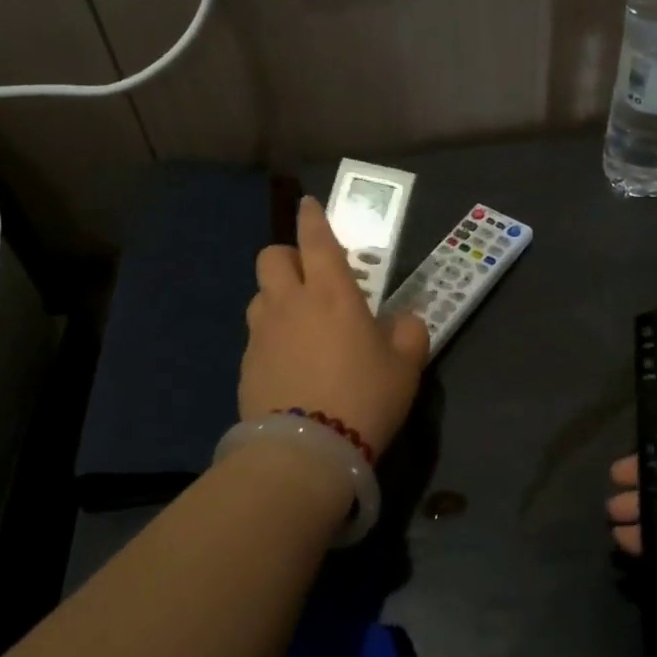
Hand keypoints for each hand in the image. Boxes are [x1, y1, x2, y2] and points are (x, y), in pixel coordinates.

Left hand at [239, 196, 430, 454]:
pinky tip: (290, 365)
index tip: (309, 205)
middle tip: (309, 279)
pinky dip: (272, 337)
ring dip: (277, 297)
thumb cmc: (363, 397)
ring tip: (299, 324)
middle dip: (287, 257)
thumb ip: (409, 334)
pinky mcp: (246, 365)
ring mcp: (262, 333)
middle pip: (271, 257)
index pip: (316, 239)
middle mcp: (290, 303)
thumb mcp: (405, 367)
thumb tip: (405, 322)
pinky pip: (256, 336)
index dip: (313, 217)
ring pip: (259, 295)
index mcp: (332, 293)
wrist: (305, 451)